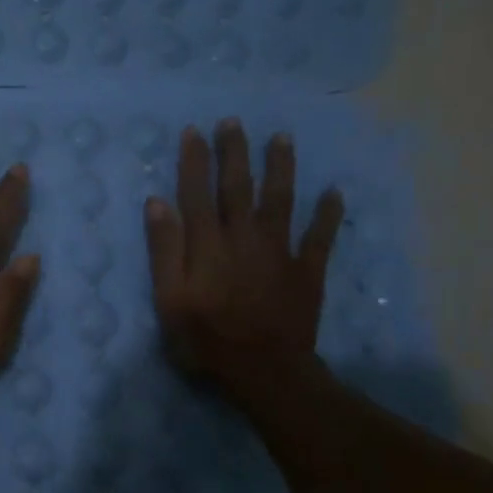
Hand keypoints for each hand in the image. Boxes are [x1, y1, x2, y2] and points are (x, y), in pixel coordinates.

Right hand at [143, 120, 343, 396]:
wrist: (264, 371)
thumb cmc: (206, 339)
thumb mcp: (169, 299)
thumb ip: (164, 250)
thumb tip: (157, 202)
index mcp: (208, 244)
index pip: (197, 192)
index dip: (195, 161)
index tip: (193, 131)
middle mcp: (244, 237)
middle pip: (239, 187)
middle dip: (235, 153)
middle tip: (234, 122)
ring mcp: (279, 251)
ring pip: (281, 200)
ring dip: (281, 167)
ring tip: (282, 138)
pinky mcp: (307, 270)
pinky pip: (320, 236)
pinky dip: (328, 214)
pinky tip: (335, 193)